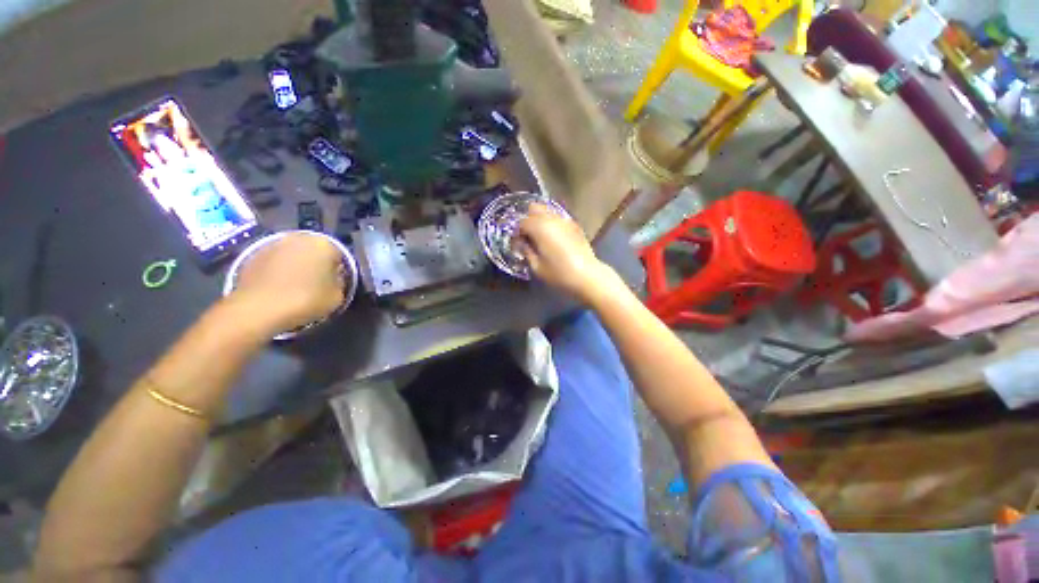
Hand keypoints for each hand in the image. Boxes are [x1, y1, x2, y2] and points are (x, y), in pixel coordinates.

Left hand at [230, 233, 346, 334]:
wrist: (258, 309)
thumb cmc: (306, 300)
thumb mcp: (337, 297)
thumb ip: (339, 282)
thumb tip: (333, 278)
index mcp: (324, 244)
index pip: (338, 255)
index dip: (337, 271)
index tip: (333, 284)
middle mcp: (299, 237)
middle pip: (314, 251)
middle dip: (315, 264)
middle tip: (315, 284)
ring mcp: (273, 243)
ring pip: (292, 254)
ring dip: (295, 266)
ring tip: (295, 286)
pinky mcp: (253, 254)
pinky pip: (274, 261)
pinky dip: (277, 270)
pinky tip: (278, 288)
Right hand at [514, 205, 620, 304]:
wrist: (587, 276)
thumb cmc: (559, 274)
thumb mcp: (537, 267)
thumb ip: (526, 251)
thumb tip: (522, 243)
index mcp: (540, 227)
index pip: (522, 222)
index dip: (517, 233)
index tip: (518, 245)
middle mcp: (552, 218)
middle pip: (534, 208)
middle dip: (528, 220)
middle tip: (528, 236)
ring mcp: (565, 220)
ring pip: (547, 210)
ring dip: (540, 220)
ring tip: (540, 237)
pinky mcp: (574, 225)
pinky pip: (558, 218)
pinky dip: (552, 223)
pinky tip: (553, 238)